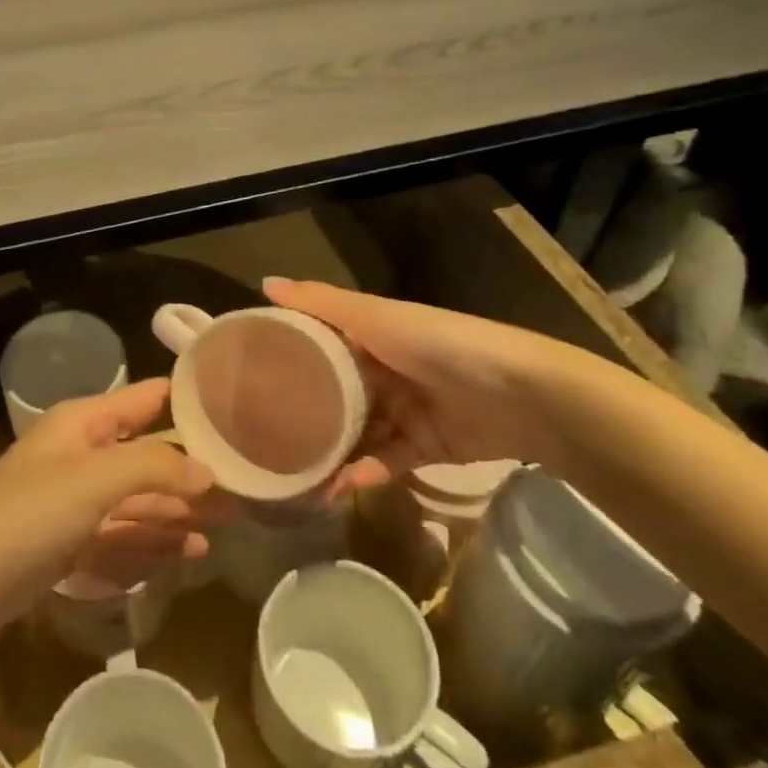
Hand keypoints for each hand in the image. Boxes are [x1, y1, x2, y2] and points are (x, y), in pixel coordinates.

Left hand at [0, 379, 218, 641]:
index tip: (236, 408)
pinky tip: (189, 553)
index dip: (187, 401)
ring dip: (179, 511)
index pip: (145, 399)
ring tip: (227, 524)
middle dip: (192, 471)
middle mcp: (82, 456)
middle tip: (246, 486)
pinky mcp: (68, 546)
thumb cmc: (27, 515)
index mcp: (83, 424)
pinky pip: (122, 538)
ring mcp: (74, 504)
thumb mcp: (94, 480)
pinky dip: (153, 543)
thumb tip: (206, 470)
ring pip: (138, 501)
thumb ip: (153, 467)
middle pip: (148, 457)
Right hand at [262, 277, 570, 496]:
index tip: (245, 371)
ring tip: (292, 472)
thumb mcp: (375, 317)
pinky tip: (337, 486)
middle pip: (334, 391)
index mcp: (371, 334)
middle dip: (304, 412)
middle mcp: (384, 370)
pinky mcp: (425, 448)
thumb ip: (321, 303)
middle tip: (260, 434)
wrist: (521, 396)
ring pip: (356, 432)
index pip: (319, 340)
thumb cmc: (437, 344)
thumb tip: (264, 281)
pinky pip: (385, 461)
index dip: (286, 353)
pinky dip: (363, 472)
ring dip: (330, 451)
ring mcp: (405, 410)